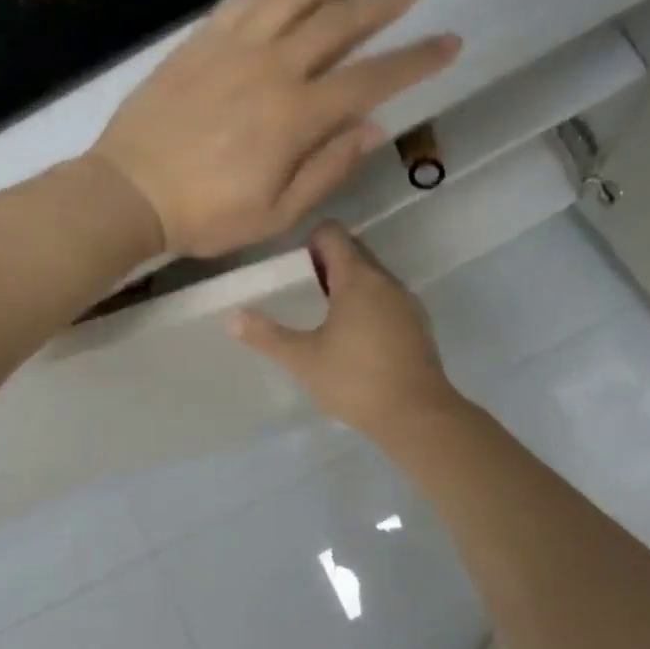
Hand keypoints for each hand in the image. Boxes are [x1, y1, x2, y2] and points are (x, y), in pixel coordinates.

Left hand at [88, 0, 461, 258]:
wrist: (129, 192)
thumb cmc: (206, 215)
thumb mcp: (276, 213)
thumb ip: (328, 169)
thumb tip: (373, 128)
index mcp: (296, 117)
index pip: (371, 79)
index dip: (415, 60)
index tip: (449, 42)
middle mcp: (272, 68)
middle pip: (339, 23)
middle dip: (384, 2)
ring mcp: (233, 48)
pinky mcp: (201, 41)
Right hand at [229, 223, 461, 438]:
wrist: (417, 415)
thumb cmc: (355, 381)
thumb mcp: (303, 359)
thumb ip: (266, 336)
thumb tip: (231, 317)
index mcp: (357, 278)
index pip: (333, 233)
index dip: (310, 242)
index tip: (294, 269)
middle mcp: (386, 281)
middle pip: (355, 251)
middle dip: (327, 263)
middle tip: (303, 292)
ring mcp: (407, 303)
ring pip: (373, 277)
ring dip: (348, 285)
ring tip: (324, 317)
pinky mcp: (418, 326)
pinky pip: (387, 299)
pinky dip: (368, 305)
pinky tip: (354, 339)